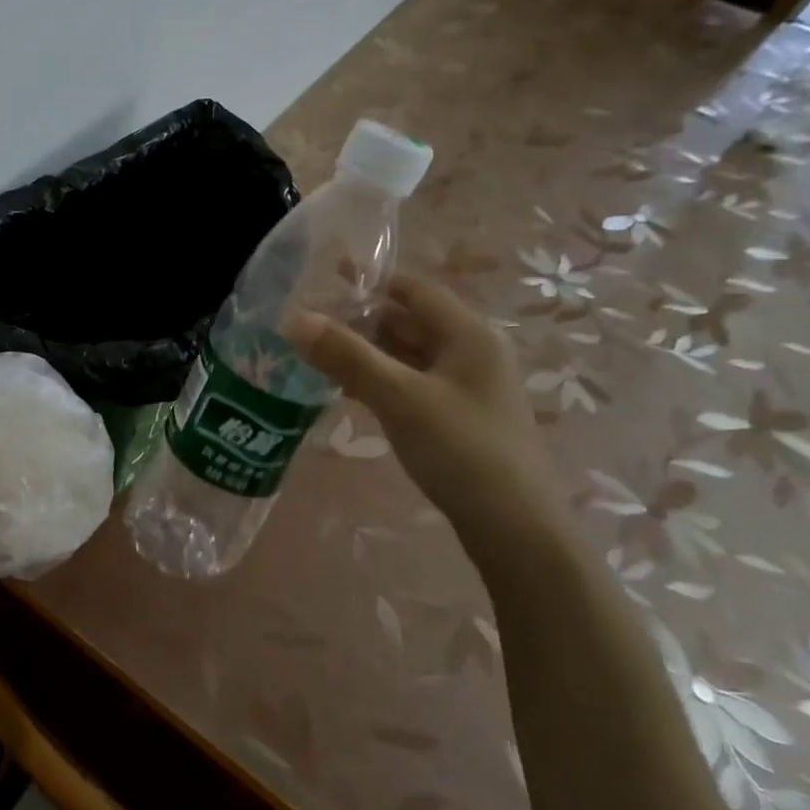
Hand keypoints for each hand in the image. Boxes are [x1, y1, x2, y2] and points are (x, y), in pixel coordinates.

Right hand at [287, 273, 562, 546]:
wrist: (514, 527)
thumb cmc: (460, 449)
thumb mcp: (399, 397)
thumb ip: (347, 356)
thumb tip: (295, 320)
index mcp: (468, 334)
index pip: (413, 288)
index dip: (369, 281)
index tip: (321, 281)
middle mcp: (471, 351)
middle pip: (409, 321)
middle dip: (360, 320)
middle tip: (308, 324)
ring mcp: (466, 386)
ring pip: (407, 355)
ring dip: (366, 352)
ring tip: (316, 355)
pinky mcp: (457, 416)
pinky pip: (411, 383)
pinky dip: (380, 380)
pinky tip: (348, 391)